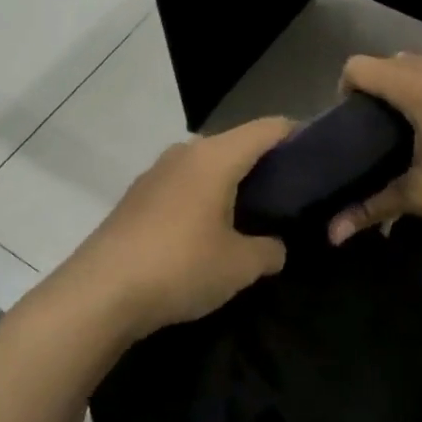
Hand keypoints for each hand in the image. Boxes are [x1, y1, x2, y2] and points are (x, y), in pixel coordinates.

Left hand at [53, 117, 293, 342]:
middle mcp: (185, 153)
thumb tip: (276, 247)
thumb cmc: (180, 267)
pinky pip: (184, 184)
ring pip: (208, 165)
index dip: (299, 135)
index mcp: (215, 156)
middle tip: (292, 194)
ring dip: (233, 183)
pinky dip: (206, 196)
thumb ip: (270, 250)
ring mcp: (156, 173)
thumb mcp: (240, 265)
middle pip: (237, 144)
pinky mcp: (137, 196)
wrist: (100, 293)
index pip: (268, 128)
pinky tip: (210, 230)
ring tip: (254, 215)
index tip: (321, 157)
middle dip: (267, 165)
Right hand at [327, 53, 421, 242]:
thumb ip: (371, 208)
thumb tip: (332, 235)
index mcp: (414, 87)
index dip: (344, 91)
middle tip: (374, 134)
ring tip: (406, 132)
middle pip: (385, 63)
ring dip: (401, 89)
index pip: (359, 67)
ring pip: (415, 65)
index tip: (350, 126)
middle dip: (372, 92)